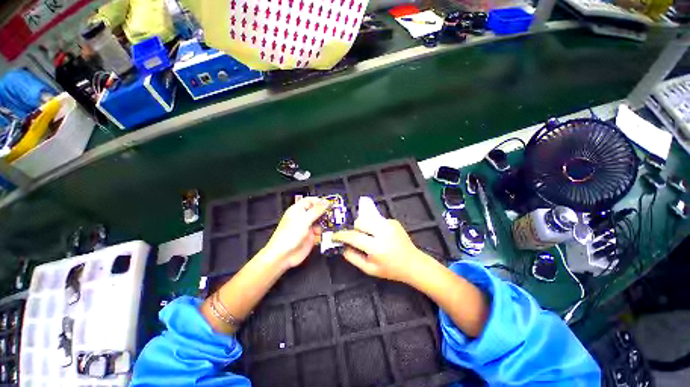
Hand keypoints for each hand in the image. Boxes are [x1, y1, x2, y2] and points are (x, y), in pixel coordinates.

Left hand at [262, 197, 328, 268]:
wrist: (283, 256)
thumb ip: (316, 210)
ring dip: (326, 222)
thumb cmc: (289, 235)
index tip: (329, 203)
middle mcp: (303, 217)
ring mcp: (307, 227)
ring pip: (320, 221)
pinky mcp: (311, 237)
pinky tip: (329, 232)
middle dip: (325, 211)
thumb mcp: (304, 220)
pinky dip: (325, 231)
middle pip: (316, 211)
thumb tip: (325, 202)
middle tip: (335, 212)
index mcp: (298, 210)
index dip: (319, 201)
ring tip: (334, 223)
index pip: (309, 201)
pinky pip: (320, 232)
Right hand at [332, 197, 433, 283]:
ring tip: (369, 236)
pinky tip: (379, 235)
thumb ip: (353, 257)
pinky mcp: (393, 221)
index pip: (354, 237)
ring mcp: (389, 224)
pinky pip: (376, 220)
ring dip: (364, 226)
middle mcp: (383, 232)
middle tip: (356, 237)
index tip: (335, 235)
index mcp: (376, 247)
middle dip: (355, 228)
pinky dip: (373, 226)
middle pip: (360, 222)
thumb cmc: (390, 269)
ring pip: (368, 218)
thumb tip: (343, 246)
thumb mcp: (369, 269)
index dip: (341, 235)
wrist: (413, 263)